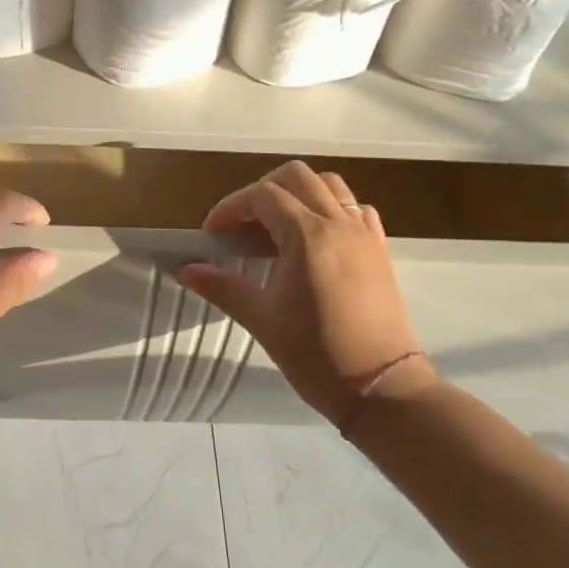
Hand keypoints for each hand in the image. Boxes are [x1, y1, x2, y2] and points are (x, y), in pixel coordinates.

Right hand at [177, 161, 436, 427]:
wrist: (383, 390)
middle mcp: (338, 224)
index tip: (213, 232)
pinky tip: (316, 238)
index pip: (262, 196)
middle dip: (263, 190)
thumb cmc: (317, 356)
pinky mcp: (380, 250)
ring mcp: (364, 234)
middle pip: (297, 177)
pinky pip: (355, 209)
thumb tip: (185, 270)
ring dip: (298, 193)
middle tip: (243, 223)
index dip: (231, 207)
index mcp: (308, 236)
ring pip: (330, 185)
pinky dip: (331, 209)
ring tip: (278, 226)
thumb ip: (222, 287)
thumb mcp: (263, 320)